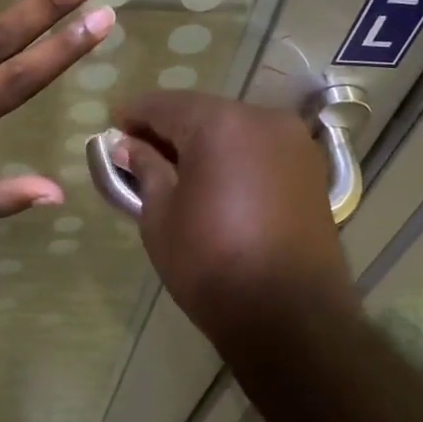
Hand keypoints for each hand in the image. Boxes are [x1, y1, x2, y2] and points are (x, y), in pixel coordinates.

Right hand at [110, 91, 355, 338]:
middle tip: (137, 149)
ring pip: (233, 128)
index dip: (134, 114)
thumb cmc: (212, 264)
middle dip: (168, 127)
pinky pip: (258, 148)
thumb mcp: (161, 216)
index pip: (165, 104)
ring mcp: (293, 143)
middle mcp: (262, 119)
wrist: (290, 317)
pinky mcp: (310, 170)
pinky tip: (212, 178)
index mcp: (220, 123)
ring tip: (173, 167)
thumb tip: (129, 146)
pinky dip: (232, 155)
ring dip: (202, 140)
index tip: (112, 126)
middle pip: (202, 112)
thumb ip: (146, 169)